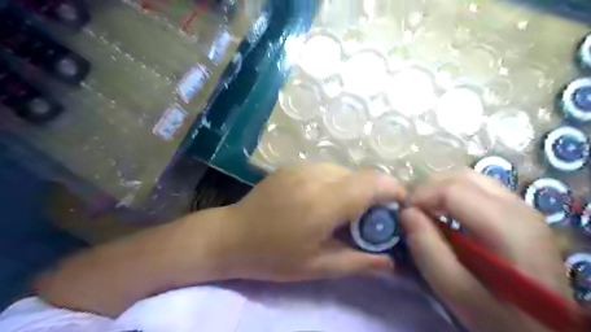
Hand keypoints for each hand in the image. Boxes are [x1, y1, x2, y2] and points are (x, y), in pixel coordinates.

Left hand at [222, 162, 406, 281]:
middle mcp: (315, 176)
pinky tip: (322, 202)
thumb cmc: (274, 257)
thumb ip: (359, 262)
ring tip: (343, 212)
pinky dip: (336, 184)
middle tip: (370, 219)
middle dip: (375, 193)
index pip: (372, 182)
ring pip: (344, 171)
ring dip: (354, 189)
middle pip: (361, 175)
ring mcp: (301, 167)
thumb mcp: (318, 266)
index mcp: (324, 202)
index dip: (394, 190)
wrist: (232, 236)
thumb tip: (392, 261)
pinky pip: (326, 170)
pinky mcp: (292, 167)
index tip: (400, 207)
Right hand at [399, 171, 569, 331]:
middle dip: (427, 187)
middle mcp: (517, 206)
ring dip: (439, 188)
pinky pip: (477, 188)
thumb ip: (427, 250)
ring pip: (469, 177)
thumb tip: (406, 213)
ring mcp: (521, 207)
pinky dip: (453, 192)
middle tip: (409, 208)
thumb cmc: (499, 315)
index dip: (420, 196)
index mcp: (506, 226)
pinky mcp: (518, 212)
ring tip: (422, 207)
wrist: (543, 330)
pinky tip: (444, 210)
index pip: (452, 190)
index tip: (402, 214)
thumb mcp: (455, 290)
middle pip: (461, 176)